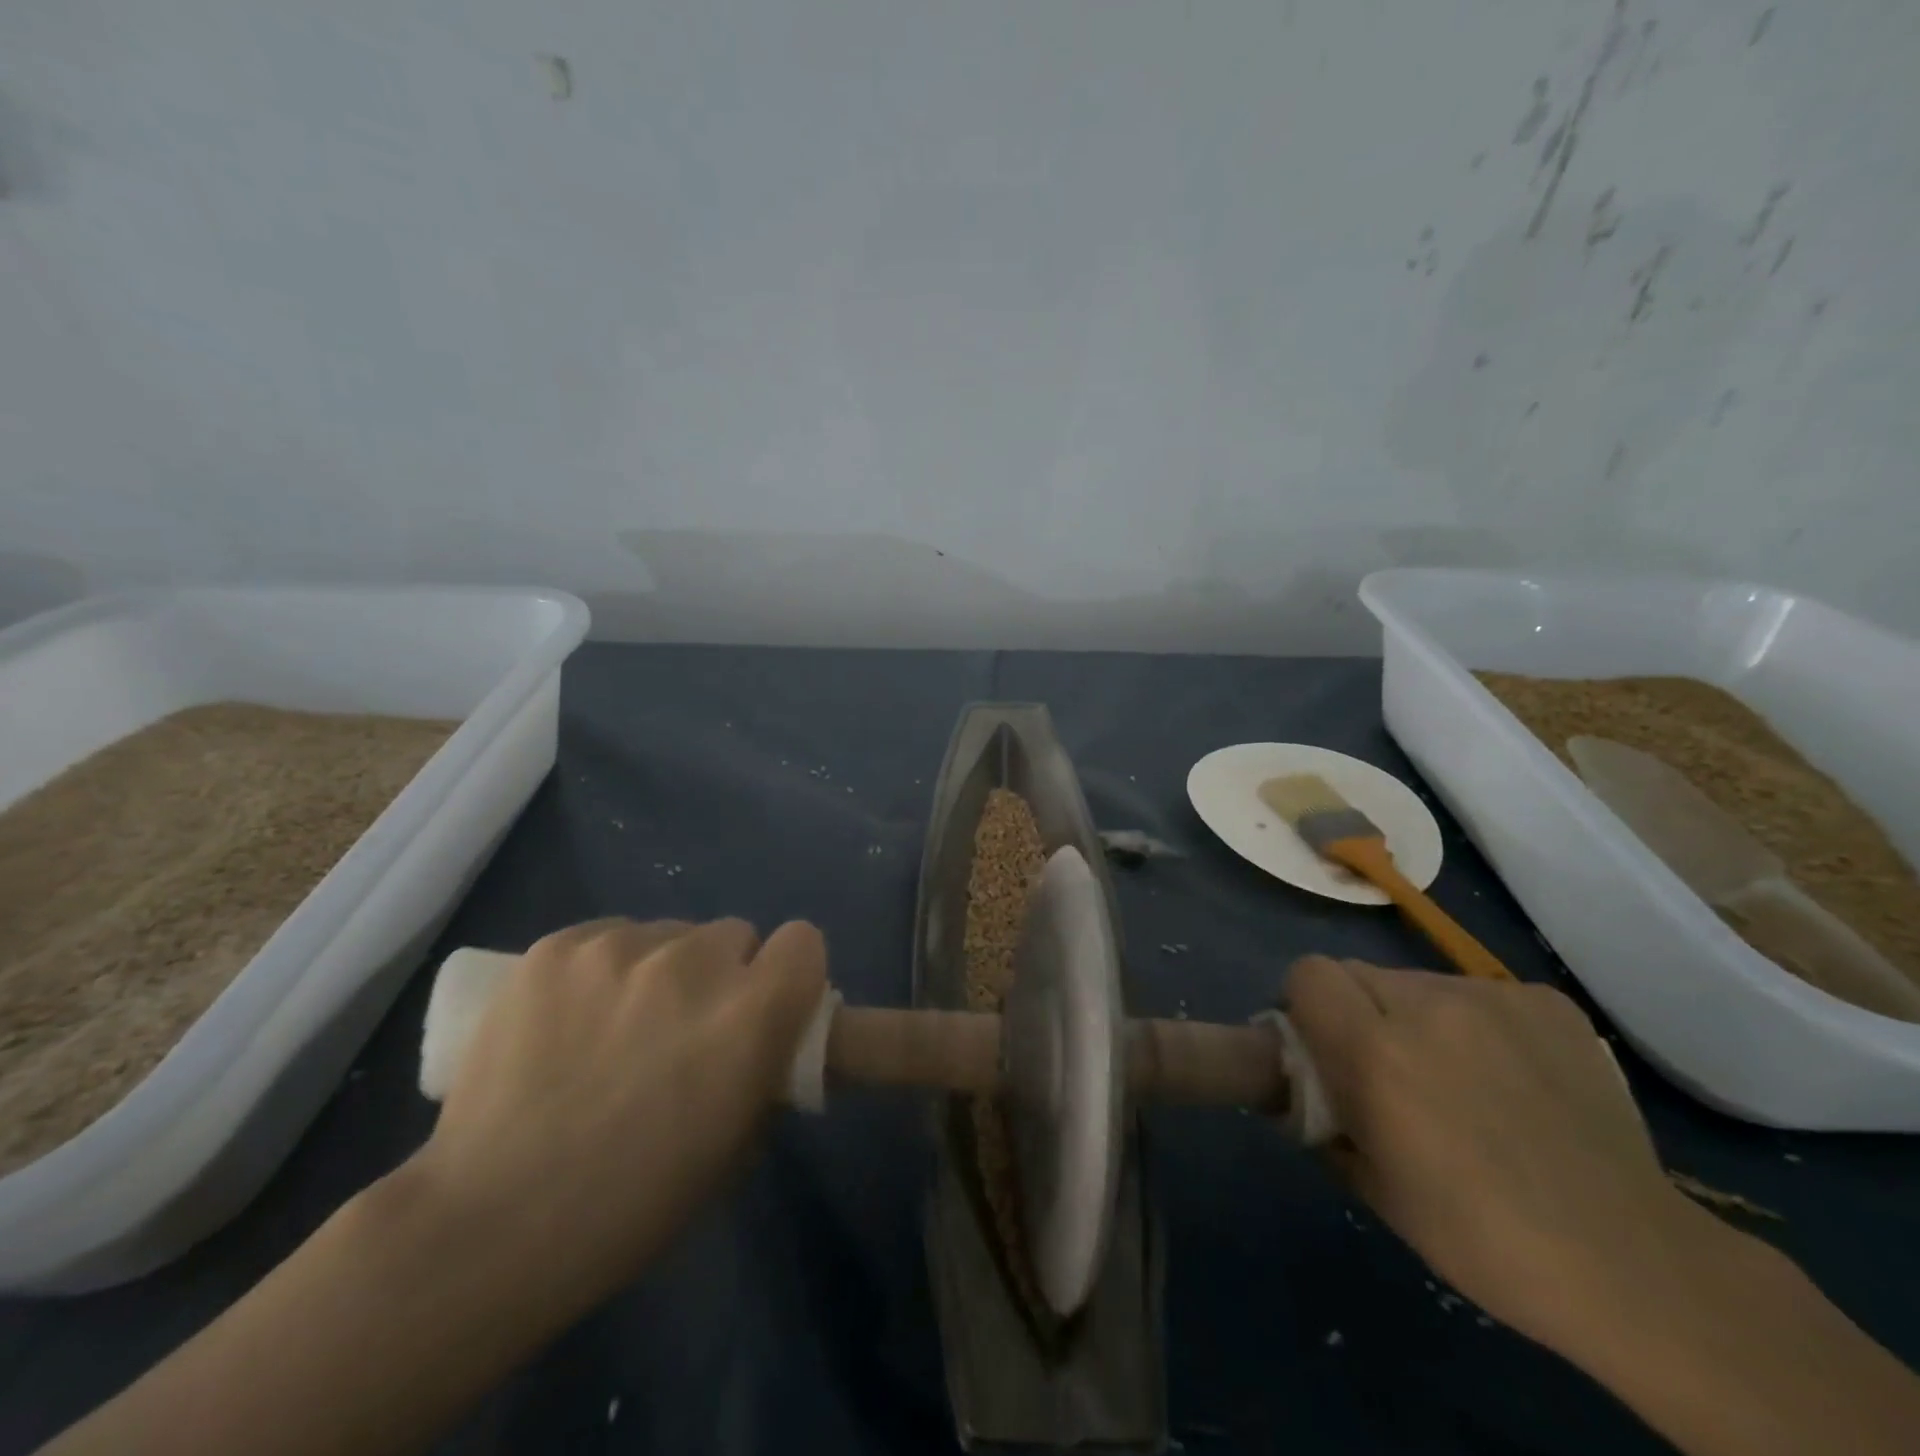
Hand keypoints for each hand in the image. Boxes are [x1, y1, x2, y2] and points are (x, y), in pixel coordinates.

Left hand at [406, 917, 827, 1312]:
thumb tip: (764, 1040)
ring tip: (614, 1028)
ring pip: (668, 934)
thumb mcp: (736, 1148)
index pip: (803, 941)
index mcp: (750, 1014)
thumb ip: (765, 1071)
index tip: (764, 1006)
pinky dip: (604, 968)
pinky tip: (570, 1019)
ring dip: (660, 970)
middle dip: (721, 974)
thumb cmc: (632, 1206)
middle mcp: (694, 963)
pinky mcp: (557, 946)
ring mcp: (620, 947)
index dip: (788, 973)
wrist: (489, 1226)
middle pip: (733, 934)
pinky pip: (607, 936)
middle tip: (683, 1027)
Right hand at [1283, 956, 1702, 1356]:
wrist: (1630, 1263)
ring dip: (1417, 1018)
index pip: (1308, 974)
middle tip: (1390, 1070)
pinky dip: (1477, 1024)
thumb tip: (1302, 1078)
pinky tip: (1512, 1078)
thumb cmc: (1477, 1235)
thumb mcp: (1368, 1182)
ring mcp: (1492, 997)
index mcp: (1374, 1050)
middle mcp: (1426, 1004)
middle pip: (1359, 973)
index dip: (1307, 1005)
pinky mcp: (1545, 1001)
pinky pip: (1479, 993)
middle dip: (1359, 1012)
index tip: (1324, 1047)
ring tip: (1460, 1080)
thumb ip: (1320, 1111)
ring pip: (1419, 982)